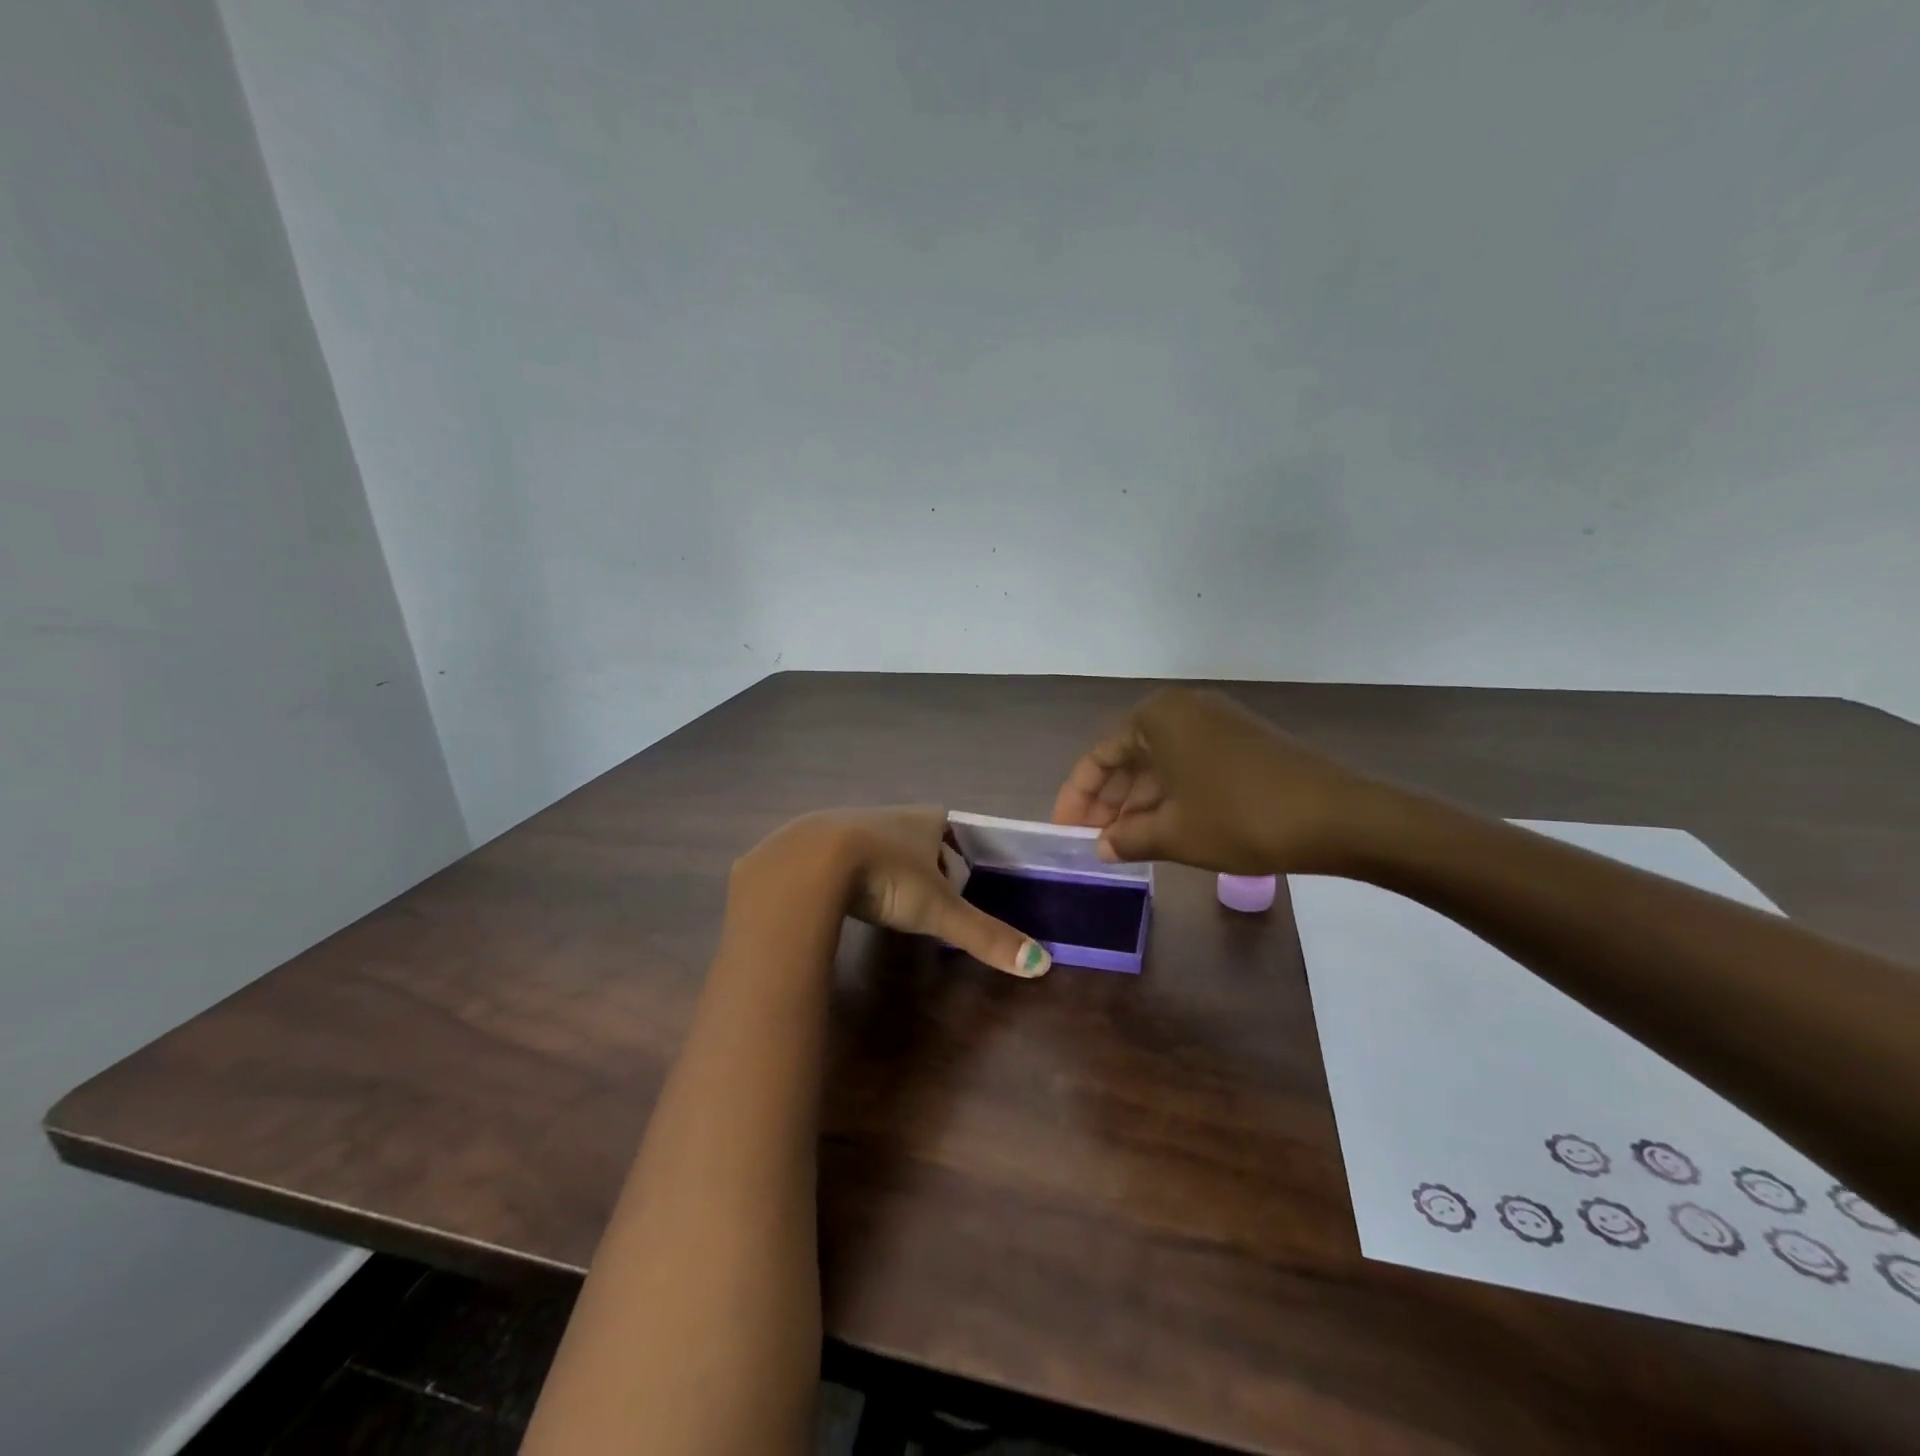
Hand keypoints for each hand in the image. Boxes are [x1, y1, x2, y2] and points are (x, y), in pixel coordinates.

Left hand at [731, 806, 1051, 977]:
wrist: (811, 863)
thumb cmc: (887, 876)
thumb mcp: (939, 910)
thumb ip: (986, 935)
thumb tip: (1042, 965)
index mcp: (923, 820)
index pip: (948, 828)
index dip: (955, 852)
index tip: (957, 880)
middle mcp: (888, 814)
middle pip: (913, 835)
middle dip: (920, 860)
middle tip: (924, 896)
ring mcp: (848, 822)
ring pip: (876, 843)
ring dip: (883, 866)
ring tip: (884, 898)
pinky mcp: (813, 840)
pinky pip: (839, 854)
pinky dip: (847, 872)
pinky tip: (844, 896)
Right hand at [1050, 688, 1380, 874]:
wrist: (1338, 817)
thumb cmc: (1240, 818)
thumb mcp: (1174, 833)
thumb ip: (1127, 838)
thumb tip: (1101, 847)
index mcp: (1156, 717)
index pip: (1099, 757)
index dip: (1077, 798)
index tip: (1064, 832)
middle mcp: (1182, 709)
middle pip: (1128, 757)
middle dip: (1108, 801)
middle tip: (1092, 841)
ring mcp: (1216, 723)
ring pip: (1159, 764)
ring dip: (1138, 803)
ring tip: (1122, 843)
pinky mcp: (1241, 742)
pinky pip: (1188, 766)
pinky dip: (1169, 796)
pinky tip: (1161, 828)